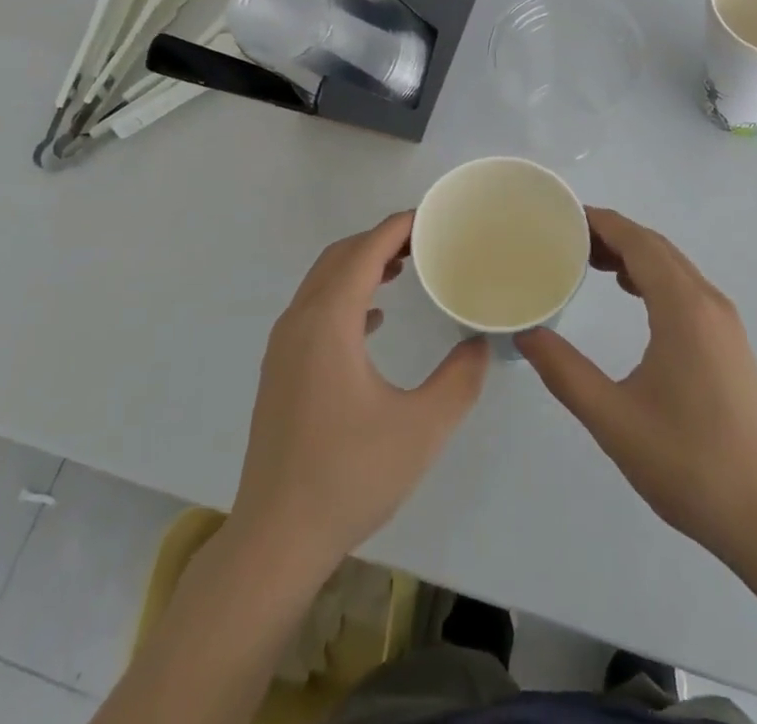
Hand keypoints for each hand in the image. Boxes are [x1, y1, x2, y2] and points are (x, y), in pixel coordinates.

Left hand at [229, 212, 488, 569]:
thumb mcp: (422, 428)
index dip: (398, 226)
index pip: (365, 251)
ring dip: (361, 266)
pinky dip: (346, 297)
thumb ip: (460, 379)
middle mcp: (299, 322)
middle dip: (381, 240)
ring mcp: (283, 347)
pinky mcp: (280, 372)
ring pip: (323, 283)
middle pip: (340, 258)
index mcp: (329, 322)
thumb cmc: (350, 476)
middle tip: (425, 241)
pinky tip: (374, 321)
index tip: (432, 217)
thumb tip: (480, 342)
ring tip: (404, 269)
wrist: (276, 539)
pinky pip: (314, 311)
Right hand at [518, 208, 756, 564]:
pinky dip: (654, 276)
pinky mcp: (729, 341)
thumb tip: (527, 334)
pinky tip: (631, 294)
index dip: (600, 222)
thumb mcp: (613, 419)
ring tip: (590, 262)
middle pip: (656, 246)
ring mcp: (725, 321)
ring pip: (674, 265)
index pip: (638, 241)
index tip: (562, 216)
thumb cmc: (687, 463)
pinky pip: (686, 287)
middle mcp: (709, 301)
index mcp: (684, 308)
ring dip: (634, 254)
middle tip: (566, 240)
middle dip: (612, 234)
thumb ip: (564, 371)